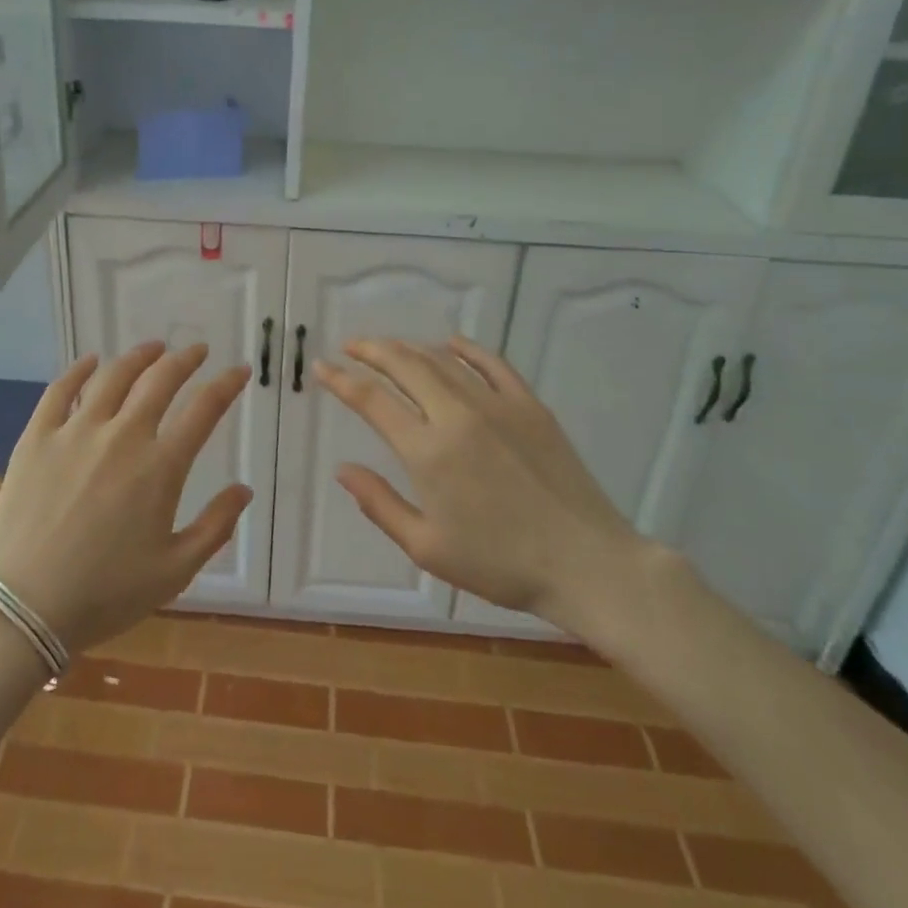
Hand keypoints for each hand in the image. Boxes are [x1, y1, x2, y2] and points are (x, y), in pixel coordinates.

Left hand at [0, 342, 251, 652]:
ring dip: (139, 356)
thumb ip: (215, 527)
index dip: (226, 385)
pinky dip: (79, 370)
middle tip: (198, 351)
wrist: (24, 606)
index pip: (204, 410)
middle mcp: (122, 436)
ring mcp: (76, 432)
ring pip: (113, 376)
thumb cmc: (105, 594)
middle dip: (185, 360)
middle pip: (160, 380)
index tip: (239, 371)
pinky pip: (60, 390)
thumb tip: (244, 489)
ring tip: (154, 348)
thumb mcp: (174, 571)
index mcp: (160, 467)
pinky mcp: (37, 438)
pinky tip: (90, 361)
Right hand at [315, 337, 649, 639]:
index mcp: (427, 451)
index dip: (341, 381)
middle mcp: (457, 415)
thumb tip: (342, 469)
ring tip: (390, 347)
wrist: (586, 563)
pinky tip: (451, 343)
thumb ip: (379, 503)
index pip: (372, 401)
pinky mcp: (529, 405)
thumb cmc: (500, 564)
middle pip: (404, 365)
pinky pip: (492, 364)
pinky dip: (466, 348)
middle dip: (371, 350)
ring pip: (443, 360)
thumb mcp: (427, 547)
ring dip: (410, 348)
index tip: (321, 367)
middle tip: (351, 345)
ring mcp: (497, 404)